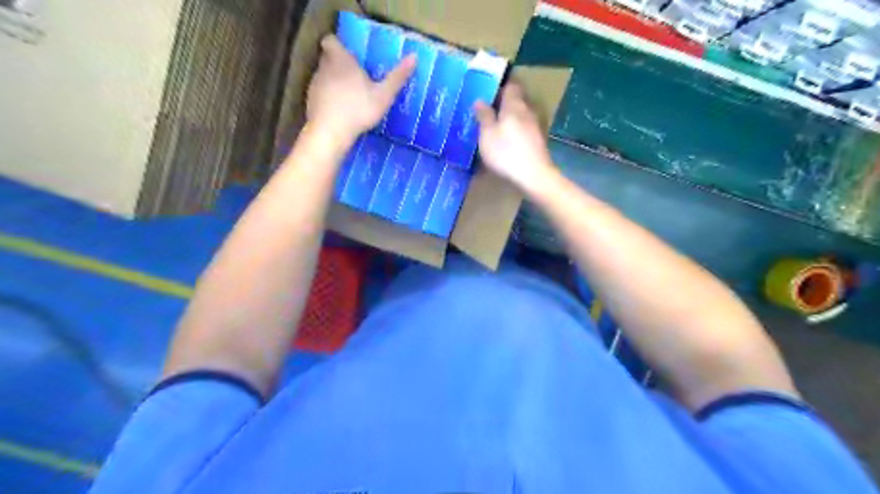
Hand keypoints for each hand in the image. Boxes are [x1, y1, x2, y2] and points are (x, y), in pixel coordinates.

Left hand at [308, 32, 417, 142]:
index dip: (338, 45)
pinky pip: (320, 95)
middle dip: (339, 65)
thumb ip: (397, 77)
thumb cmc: (358, 109)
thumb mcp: (384, 95)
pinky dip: (328, 99)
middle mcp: (324, 68)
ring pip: (324, 77)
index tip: (350, 55)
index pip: (331, 41)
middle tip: (355, 77)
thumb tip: (414, 56)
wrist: (330, 132)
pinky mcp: (310, 102)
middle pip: (328, 59)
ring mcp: (315, 85)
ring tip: (349, 97)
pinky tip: (340, 112)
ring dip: (334, 83)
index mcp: (341, 60)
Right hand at [475, 83, 554, 192]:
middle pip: (516, 101)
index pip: (510, 86)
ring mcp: (535, 127)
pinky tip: (507, 142)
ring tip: (495, 128)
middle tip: (487, 112)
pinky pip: (524, 130)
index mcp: (514, 105)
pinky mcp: (538, 141)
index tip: (488, 93)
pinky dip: (515, 132)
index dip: (500, 87)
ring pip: (520, 116)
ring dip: (509, 120)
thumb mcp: (487, 134)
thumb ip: (484, 116)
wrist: (533, 176)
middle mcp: (527, 111)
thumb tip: (480, 100)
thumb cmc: (506, 152)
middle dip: (503, 104)